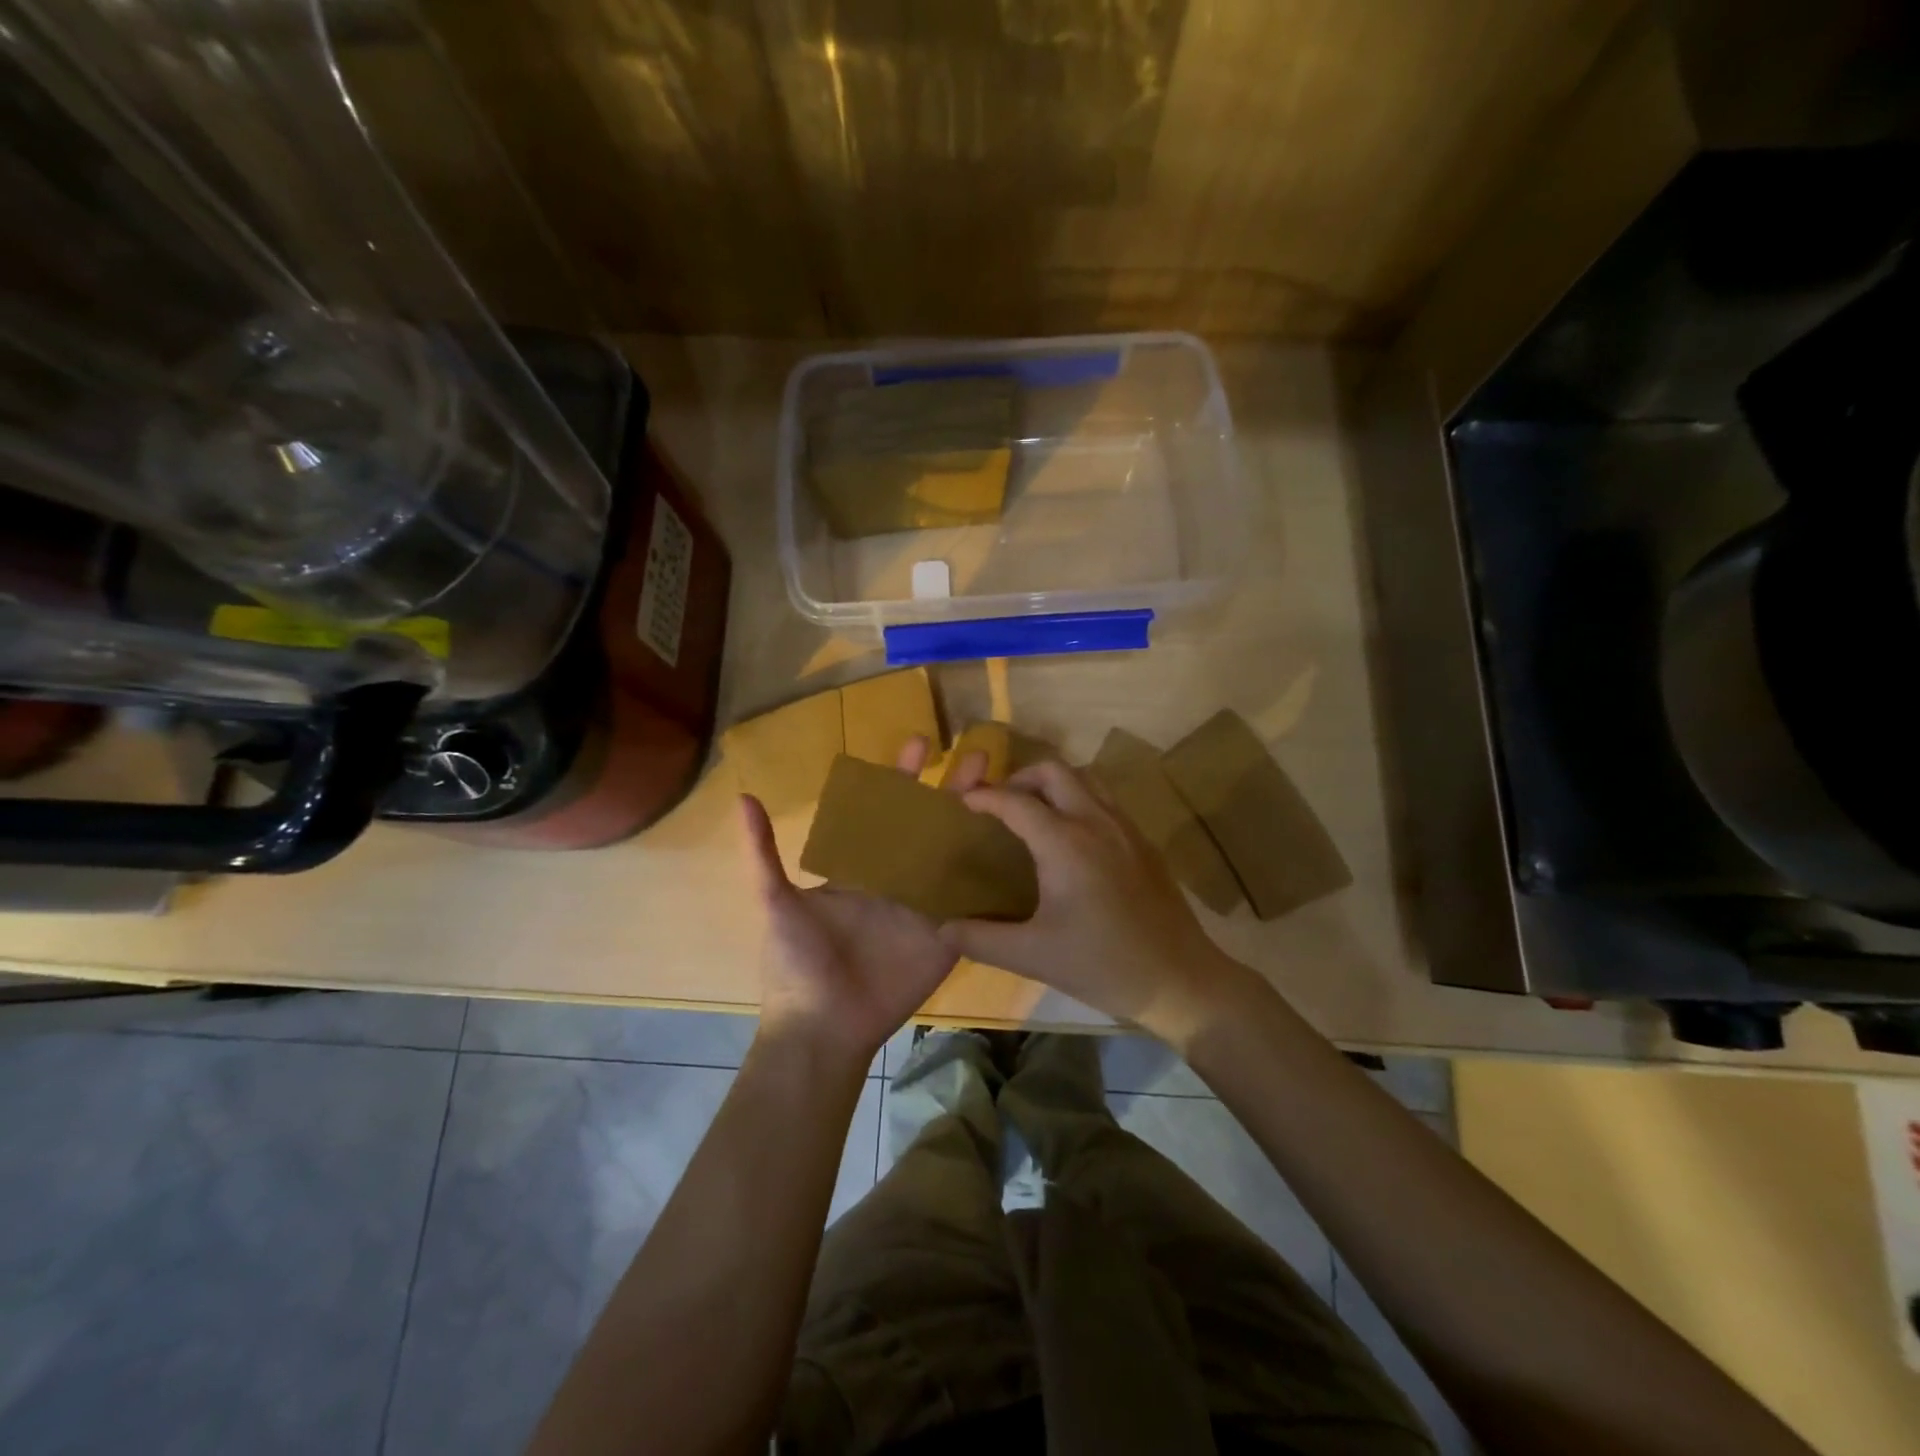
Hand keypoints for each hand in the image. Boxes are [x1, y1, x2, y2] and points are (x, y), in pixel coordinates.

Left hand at [743, 737, 991, 1068]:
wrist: (822, 1027)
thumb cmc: (797, 963)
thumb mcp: (775, 902)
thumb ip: (764, 853)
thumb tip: (742, 797)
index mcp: (861, 866)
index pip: (887, 811)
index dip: (903, 777)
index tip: (920, 744)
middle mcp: (898, 879)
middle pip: (931, 825)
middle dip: (952, 790)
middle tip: (976, 756)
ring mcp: (927, 906)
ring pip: (959, 856)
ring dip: (981, 824)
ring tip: (1007, 790)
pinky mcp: (948, 935)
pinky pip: (975, 902)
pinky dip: (994, 877)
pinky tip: (1021, 846)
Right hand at [938, 760, 1257, 1048]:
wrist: (1180, 979)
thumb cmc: (1102, 965)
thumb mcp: (1032, 955)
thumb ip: (981, 938)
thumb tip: (941, 927)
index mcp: (1065, 843)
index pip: (1016, 801)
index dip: (985, 797)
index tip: (962, 802)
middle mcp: (1096, 822)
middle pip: (1054, 771)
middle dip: (1020, 777)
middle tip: (1000, 804)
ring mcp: (1126, 828)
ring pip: (1086, 778)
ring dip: (1054, 783)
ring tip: (1034, 812)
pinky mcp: (1144, 842)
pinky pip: (1106, 800)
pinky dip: (1080, 799)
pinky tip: (1072, 837)